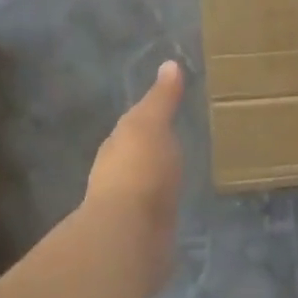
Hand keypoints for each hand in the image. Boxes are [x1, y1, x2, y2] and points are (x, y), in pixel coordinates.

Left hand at [87, 60, 185, 289]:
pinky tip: (175, 206)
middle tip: (177, 140)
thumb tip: (169, 64)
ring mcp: (128, 206)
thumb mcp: (151, 125)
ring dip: (156, 179)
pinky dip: (163, 205)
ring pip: (144, 185)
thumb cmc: (140, 171)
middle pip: (136, 155)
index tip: (168, 110)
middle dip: (151, 149)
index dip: (148, 116)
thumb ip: (161, 99)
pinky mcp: (142, 232)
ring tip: (180, 174)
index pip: (132, 125)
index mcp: (117, 146)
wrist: (130, 233)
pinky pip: (155, 211)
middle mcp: (117, 174)